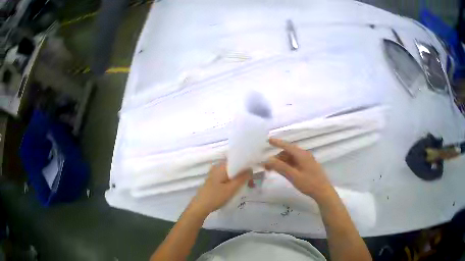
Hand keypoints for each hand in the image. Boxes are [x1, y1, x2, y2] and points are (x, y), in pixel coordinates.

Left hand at [189, 162, 251, 216]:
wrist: (200, 206)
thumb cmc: (216, 197)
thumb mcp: (231, 188)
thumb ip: (242, 178)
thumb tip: (250, 169)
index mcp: (221, 166)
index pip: (237, 160)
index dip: (247, 166)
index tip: (254, 173)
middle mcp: (217, 167)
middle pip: (234, 167)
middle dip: (244, 174)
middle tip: (252, 183)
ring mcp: (214, 174)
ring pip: (231, 173)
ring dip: (239, 178)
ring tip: (247, 186)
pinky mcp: (213, 181)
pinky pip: (226, 177)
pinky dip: (233, 181)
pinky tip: (237, 188)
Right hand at [264, 138, 334, 202]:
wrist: (323, 191)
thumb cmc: (309, 183)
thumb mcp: (293, 176)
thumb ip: (281, 167)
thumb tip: (268, 159)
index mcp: (302, 155)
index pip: (287, 146)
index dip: (277, 143)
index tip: (268, 140)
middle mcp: (305, 155)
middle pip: (288, 152)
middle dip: (277, 157)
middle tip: (267, 166)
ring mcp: (307, 160)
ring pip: (292, 158)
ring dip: (282, 162)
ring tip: (274, 170)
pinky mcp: (308, 166)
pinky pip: (295, 162)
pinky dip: (288, 165)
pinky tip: (284, 171)